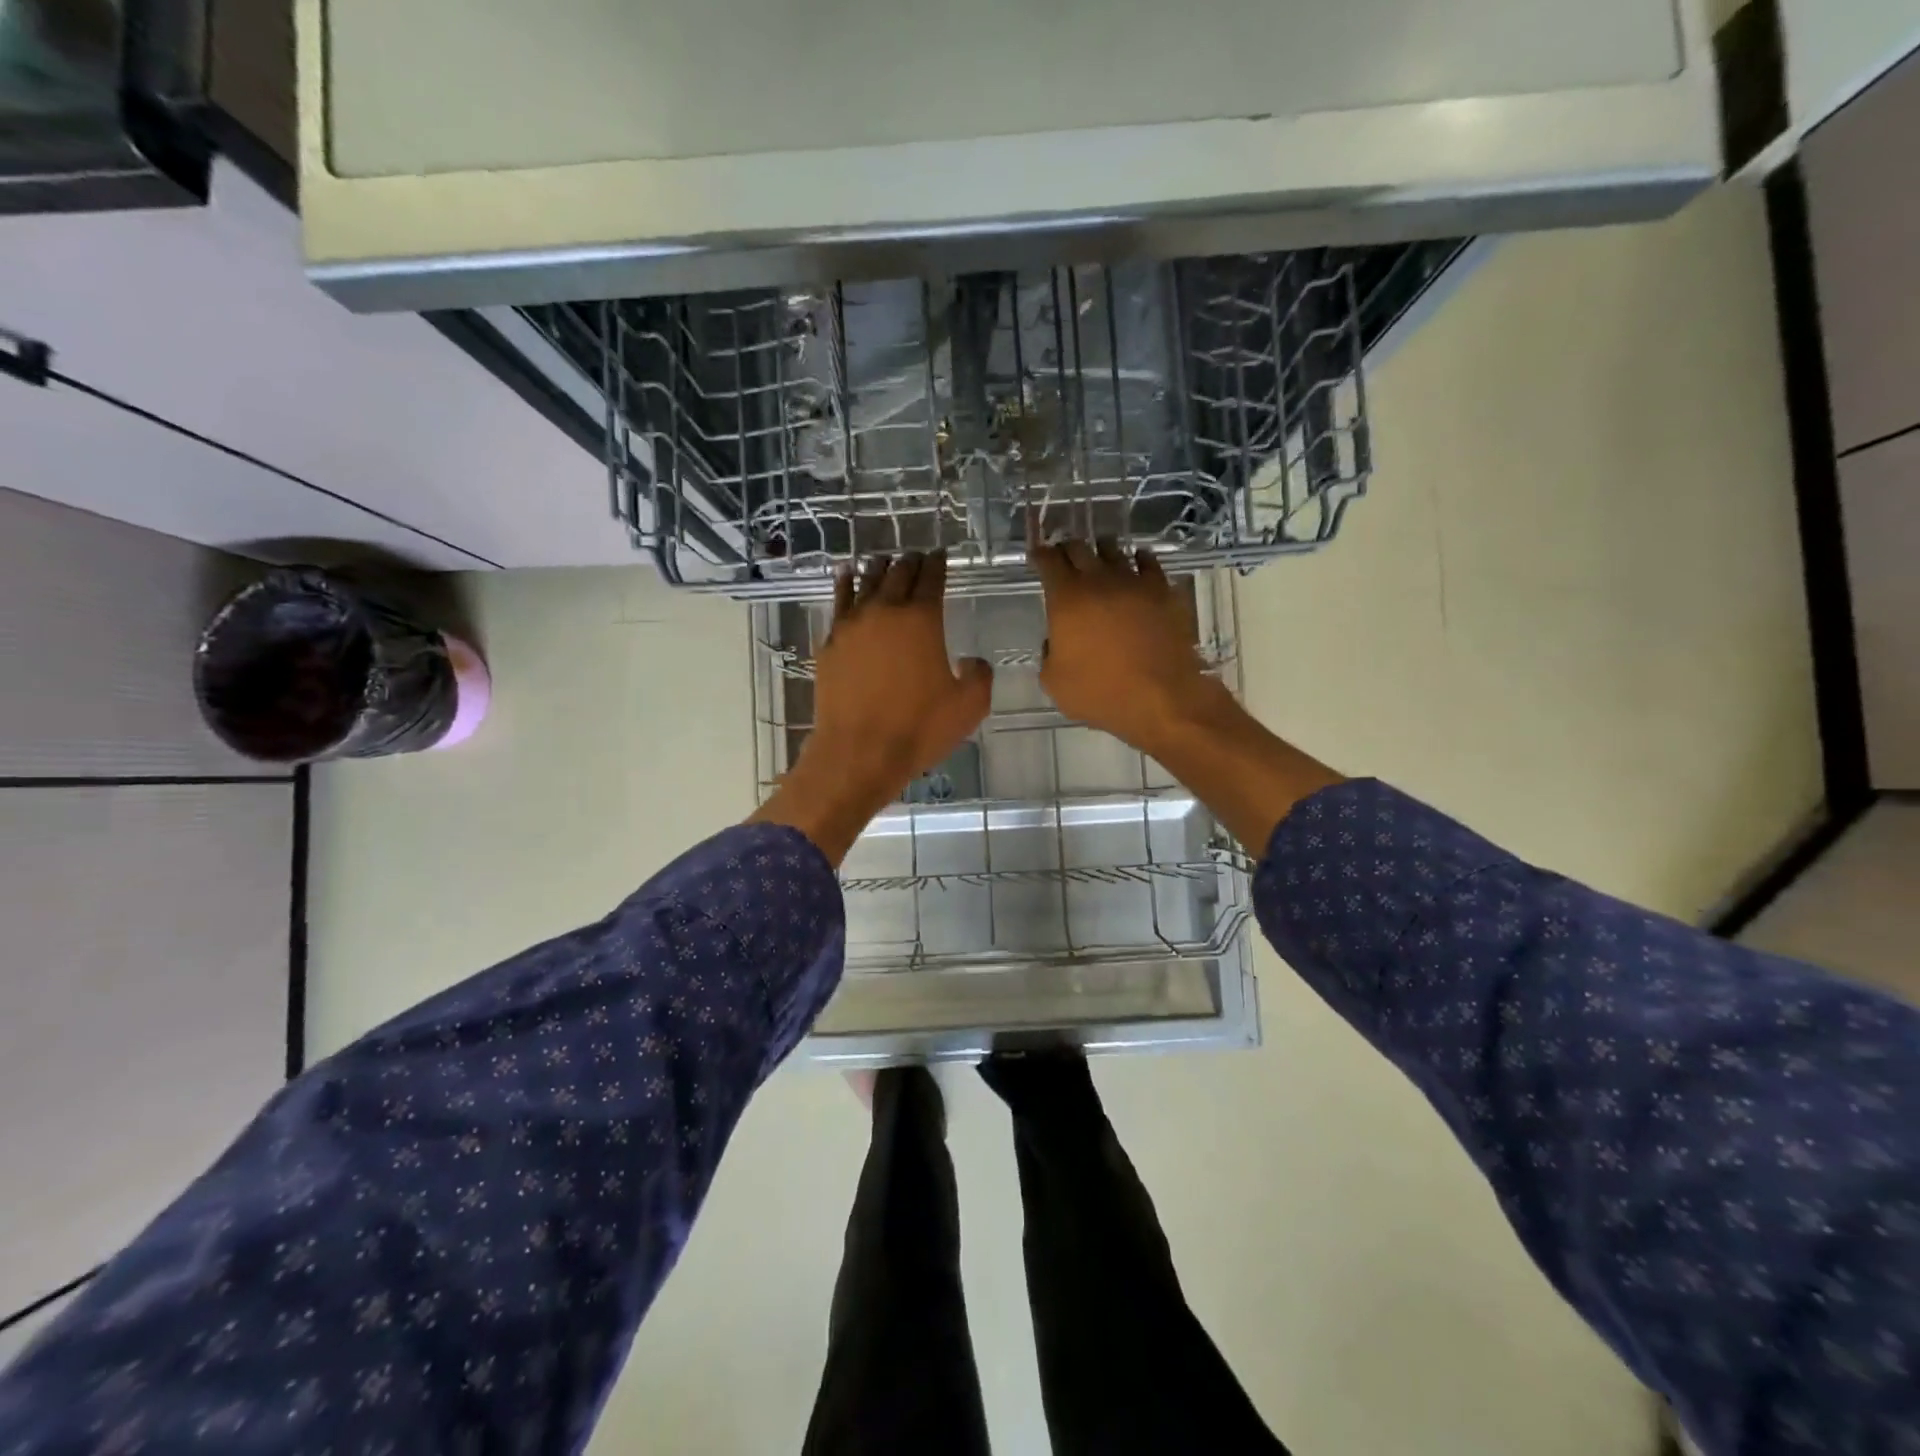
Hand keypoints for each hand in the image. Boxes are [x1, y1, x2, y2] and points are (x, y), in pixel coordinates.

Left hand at [751, 551, 990, 863]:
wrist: (858, 753)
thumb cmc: (919, 728)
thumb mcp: (969, 706)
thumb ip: (979, 675)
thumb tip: (971, 661)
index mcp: (922, 618)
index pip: (931, 577)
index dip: (938, 563)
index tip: (940, 555)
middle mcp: (885, 611)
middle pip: (898, 573)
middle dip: (910, 562)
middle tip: (917, 557)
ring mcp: (851, 625)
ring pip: (865, 581)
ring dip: (878, 567)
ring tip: (884, 560)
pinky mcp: (830, 643)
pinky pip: (839, 601)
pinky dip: (845, 584)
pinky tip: (845, 576)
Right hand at [1030, 538, 1230, 752]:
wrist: (1161, 698)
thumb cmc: (1100, 692)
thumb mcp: (1054, 682)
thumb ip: (1048, 654)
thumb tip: (1055, 641)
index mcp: (1066, 599)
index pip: (1048, 561)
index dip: (1040, 555)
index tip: (1038, 555)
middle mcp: (1099, 580)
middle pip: (1079, 548)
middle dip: (1068, 549)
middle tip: (1064, 556)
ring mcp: (1134, 582)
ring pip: (1114, 551)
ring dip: (1102, 550)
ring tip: (1099, 555)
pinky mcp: (1163, 591)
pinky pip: (1149, 563)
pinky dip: (1139, 559)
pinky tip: (1138, 562)